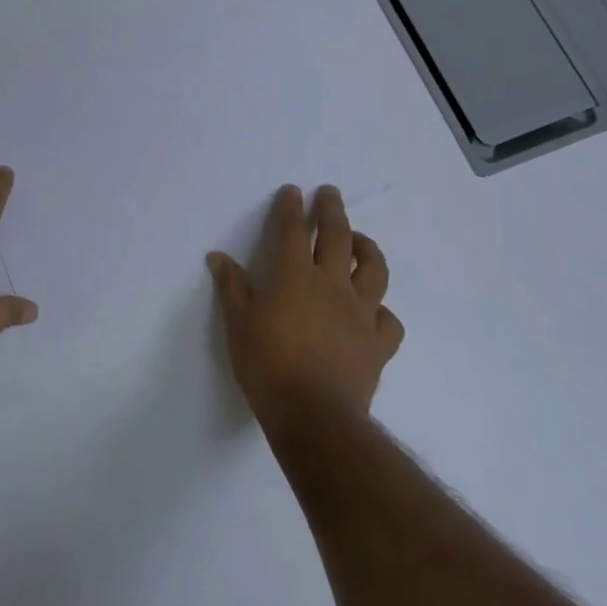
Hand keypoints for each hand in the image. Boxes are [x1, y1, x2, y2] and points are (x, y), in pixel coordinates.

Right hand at [207, 184, 403, 427]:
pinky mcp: (378, 343)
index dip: (291, 208)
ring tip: (360, 240)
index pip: (292, 231)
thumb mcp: (238, 323)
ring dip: (367, 248)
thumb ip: (231, 287)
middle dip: (332, 211)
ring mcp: (360, 313)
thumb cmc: (267, 364)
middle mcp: (332, 285)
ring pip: (373, 270)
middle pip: (337, 237)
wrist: (314, 414)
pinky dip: (381, 310)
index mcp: (294, 276)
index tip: (292, 191)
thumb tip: (218, 256)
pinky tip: (374, 310)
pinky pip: (388, 319)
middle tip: (330, 193)